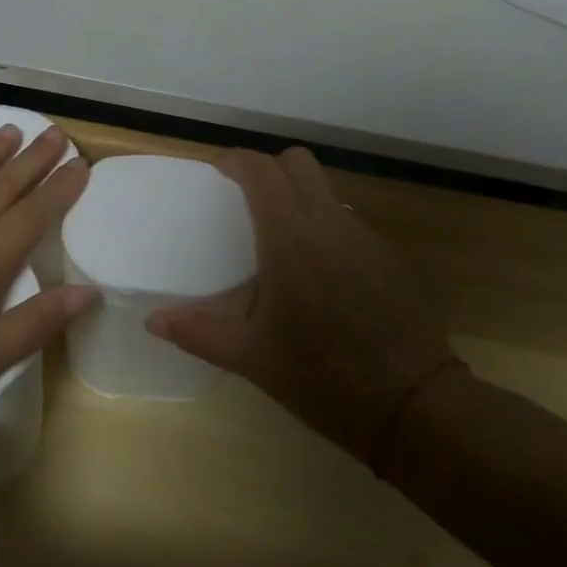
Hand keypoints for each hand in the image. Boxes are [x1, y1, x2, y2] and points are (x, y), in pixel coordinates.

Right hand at [148, 148, 453, 465]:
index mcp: (291, 239)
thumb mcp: (252, 359)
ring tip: (278, 238)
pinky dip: (325, 226)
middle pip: (298, 163)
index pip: (262, 171)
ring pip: (326, 190)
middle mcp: (329, 224)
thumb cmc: (323, 377)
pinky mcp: (389, 256)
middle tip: (245, 198)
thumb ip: (199, 332)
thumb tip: (153, 321)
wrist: (413, 405)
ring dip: (298, 196)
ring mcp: (365, 237)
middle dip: (268, 168)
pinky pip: (348, 221)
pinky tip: (318, 272)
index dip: (236, 161)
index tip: (217, 173)